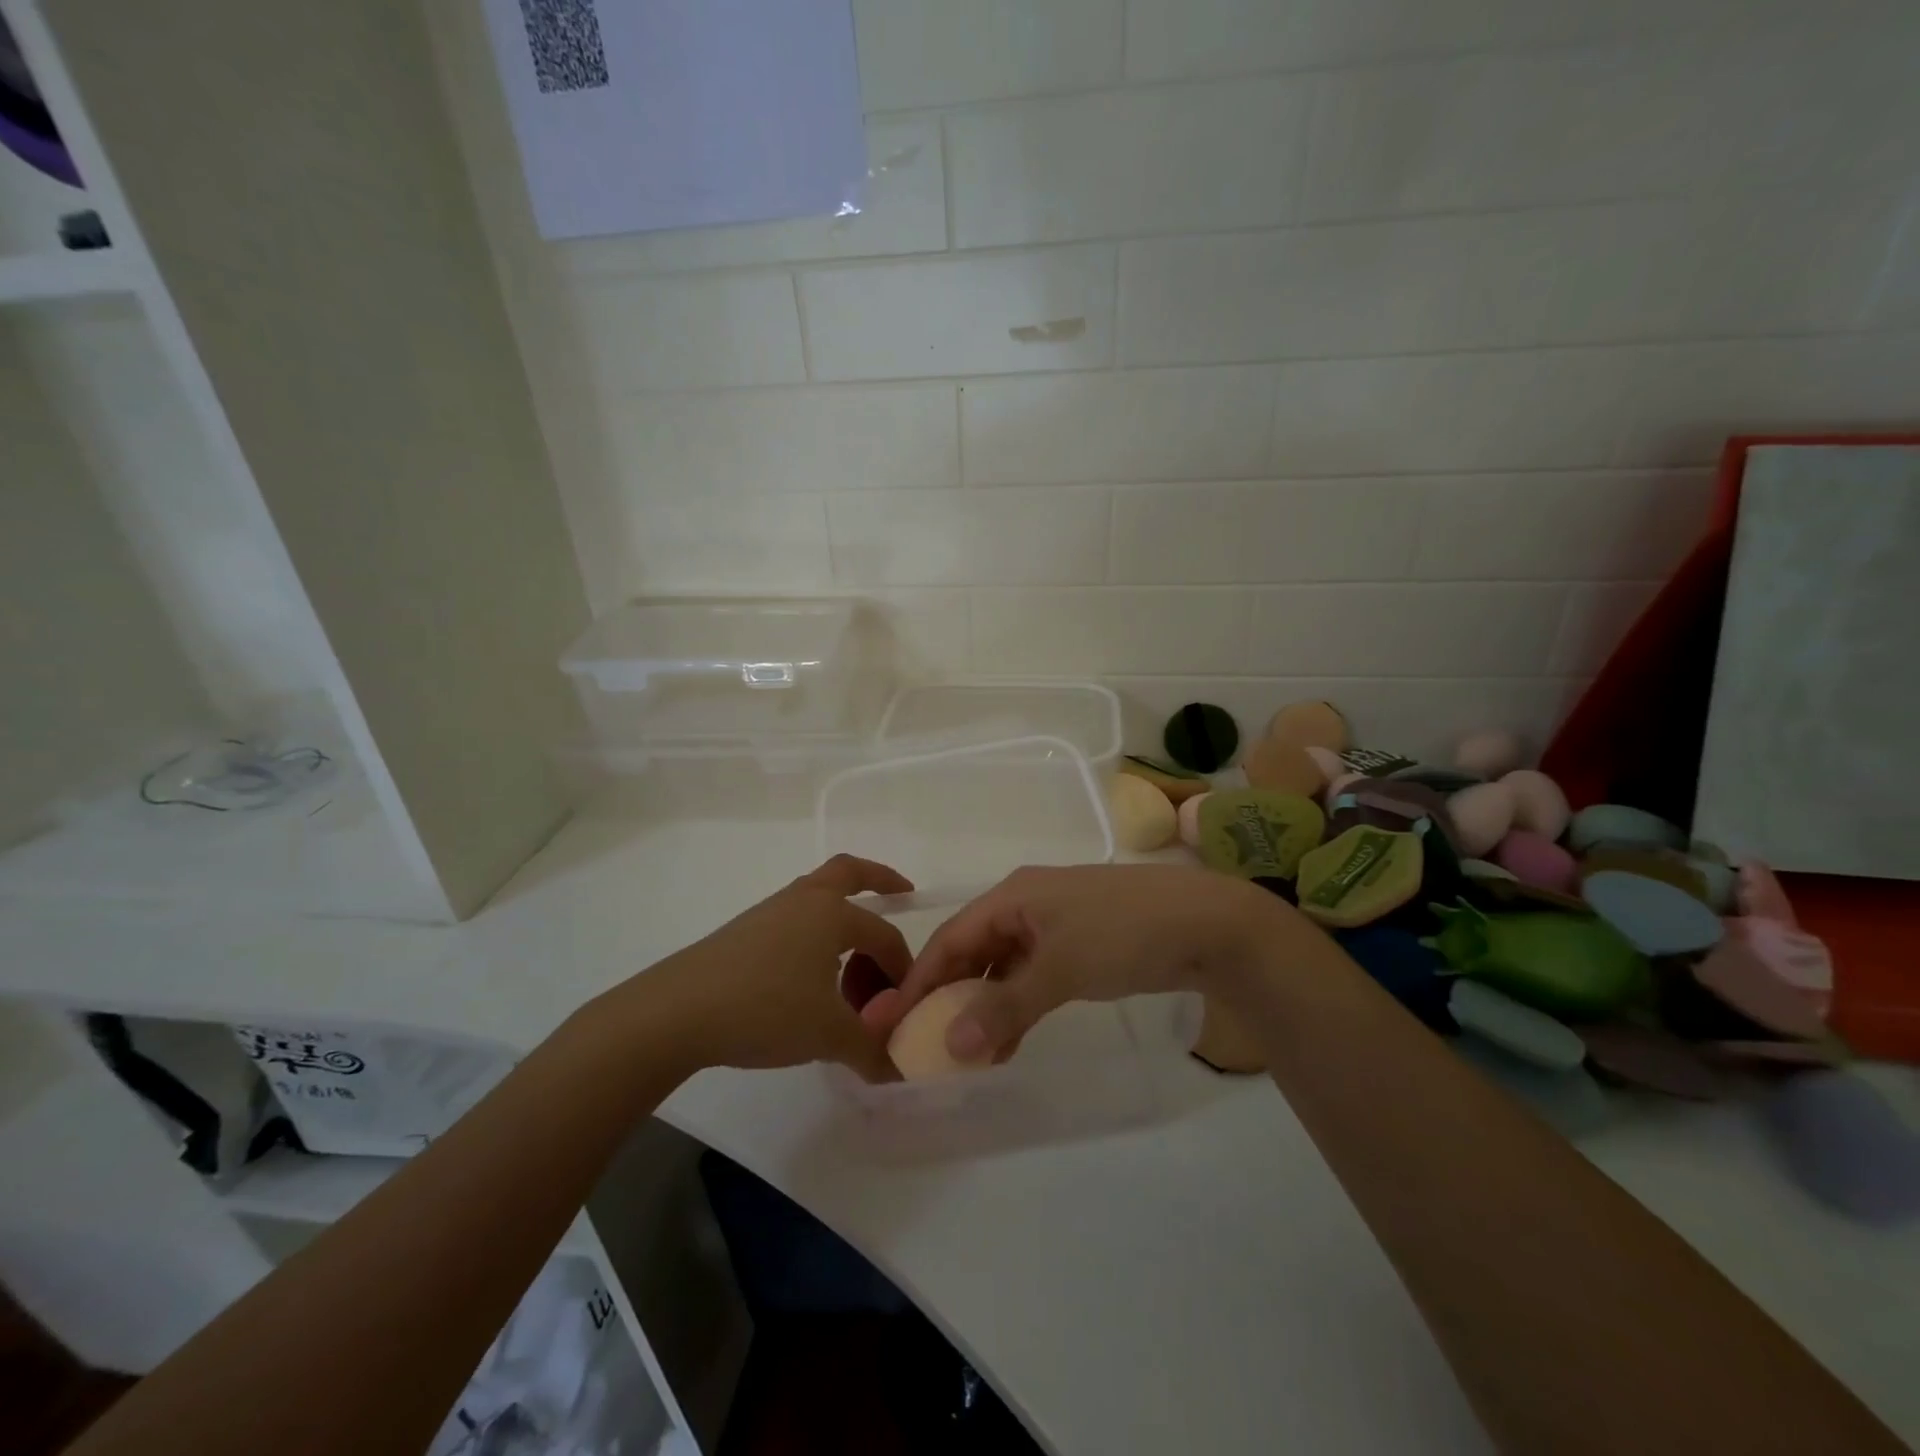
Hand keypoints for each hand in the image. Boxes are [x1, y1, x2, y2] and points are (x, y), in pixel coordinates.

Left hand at [630, 855, 913, 1080]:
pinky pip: (794, 921)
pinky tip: (810, 975)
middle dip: (880, 878)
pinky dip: (814, 936)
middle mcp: (803, 901)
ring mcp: (769, 913)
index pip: (883, 935)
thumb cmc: (766, 1009)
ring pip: (817, 899)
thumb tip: (897, 1072)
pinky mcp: (743, 933)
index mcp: (832, 914)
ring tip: (852, 960)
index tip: (905, 1003)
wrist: (677, 1012)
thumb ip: (870, 1050)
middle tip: (902, 892)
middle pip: (848, 872)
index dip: (901, 968)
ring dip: (842, 916)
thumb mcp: (829, 1035)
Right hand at [887, 864, 1295, 1060]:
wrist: (1207, 923)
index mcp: (1013, 896)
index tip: (893, 1023)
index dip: (920, 980)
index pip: (951, 938)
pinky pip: (1032, 974)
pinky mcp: (1080, 943)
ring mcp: (1055, 923)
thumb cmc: (1124, 933)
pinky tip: (1008, 1040)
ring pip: (1002, 966)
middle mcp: (1026, 904)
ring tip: (965, 1055)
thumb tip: (951, 1047)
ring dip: (984, 1006)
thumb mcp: (1060, 969)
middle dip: (949, 996)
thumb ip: (1004, 1007)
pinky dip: (1017, 1004)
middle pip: (973, 951)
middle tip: (925, 1044)